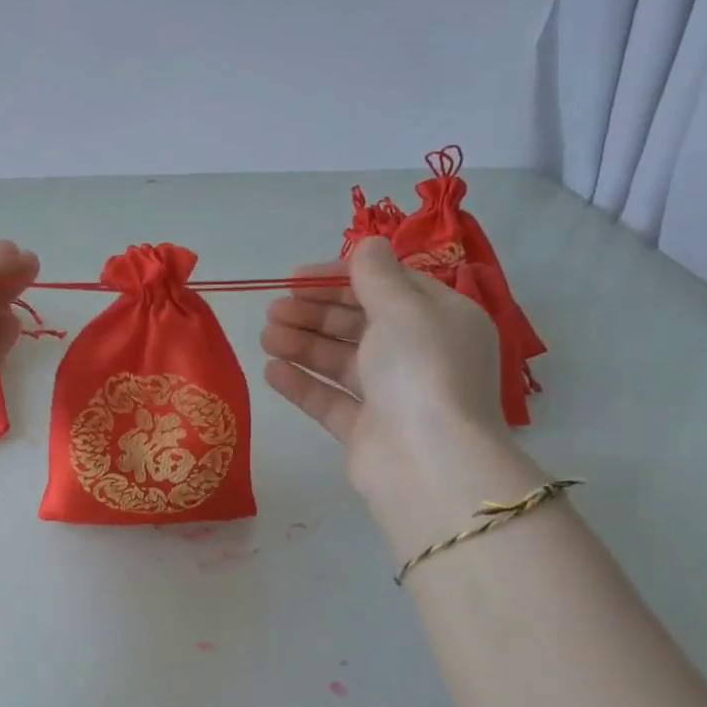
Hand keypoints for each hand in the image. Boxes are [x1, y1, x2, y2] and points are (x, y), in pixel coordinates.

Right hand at [260, 237, 540, 547]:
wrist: (428, 462)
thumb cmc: (420, 370)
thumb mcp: (403, 308)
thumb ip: (376, 275)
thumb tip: (368, 244)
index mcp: (441, 319)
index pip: (388, 286)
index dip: (340, 277)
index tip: (296, 277)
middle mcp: (420, 354)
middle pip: (359, 324)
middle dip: (314, 313)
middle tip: (273, 309)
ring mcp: (393, 395)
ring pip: (341, 361)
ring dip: (302, 344)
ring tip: (266, 336)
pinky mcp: (367, 430)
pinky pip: (331, 399)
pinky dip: (303, 384)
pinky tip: (271, 371)